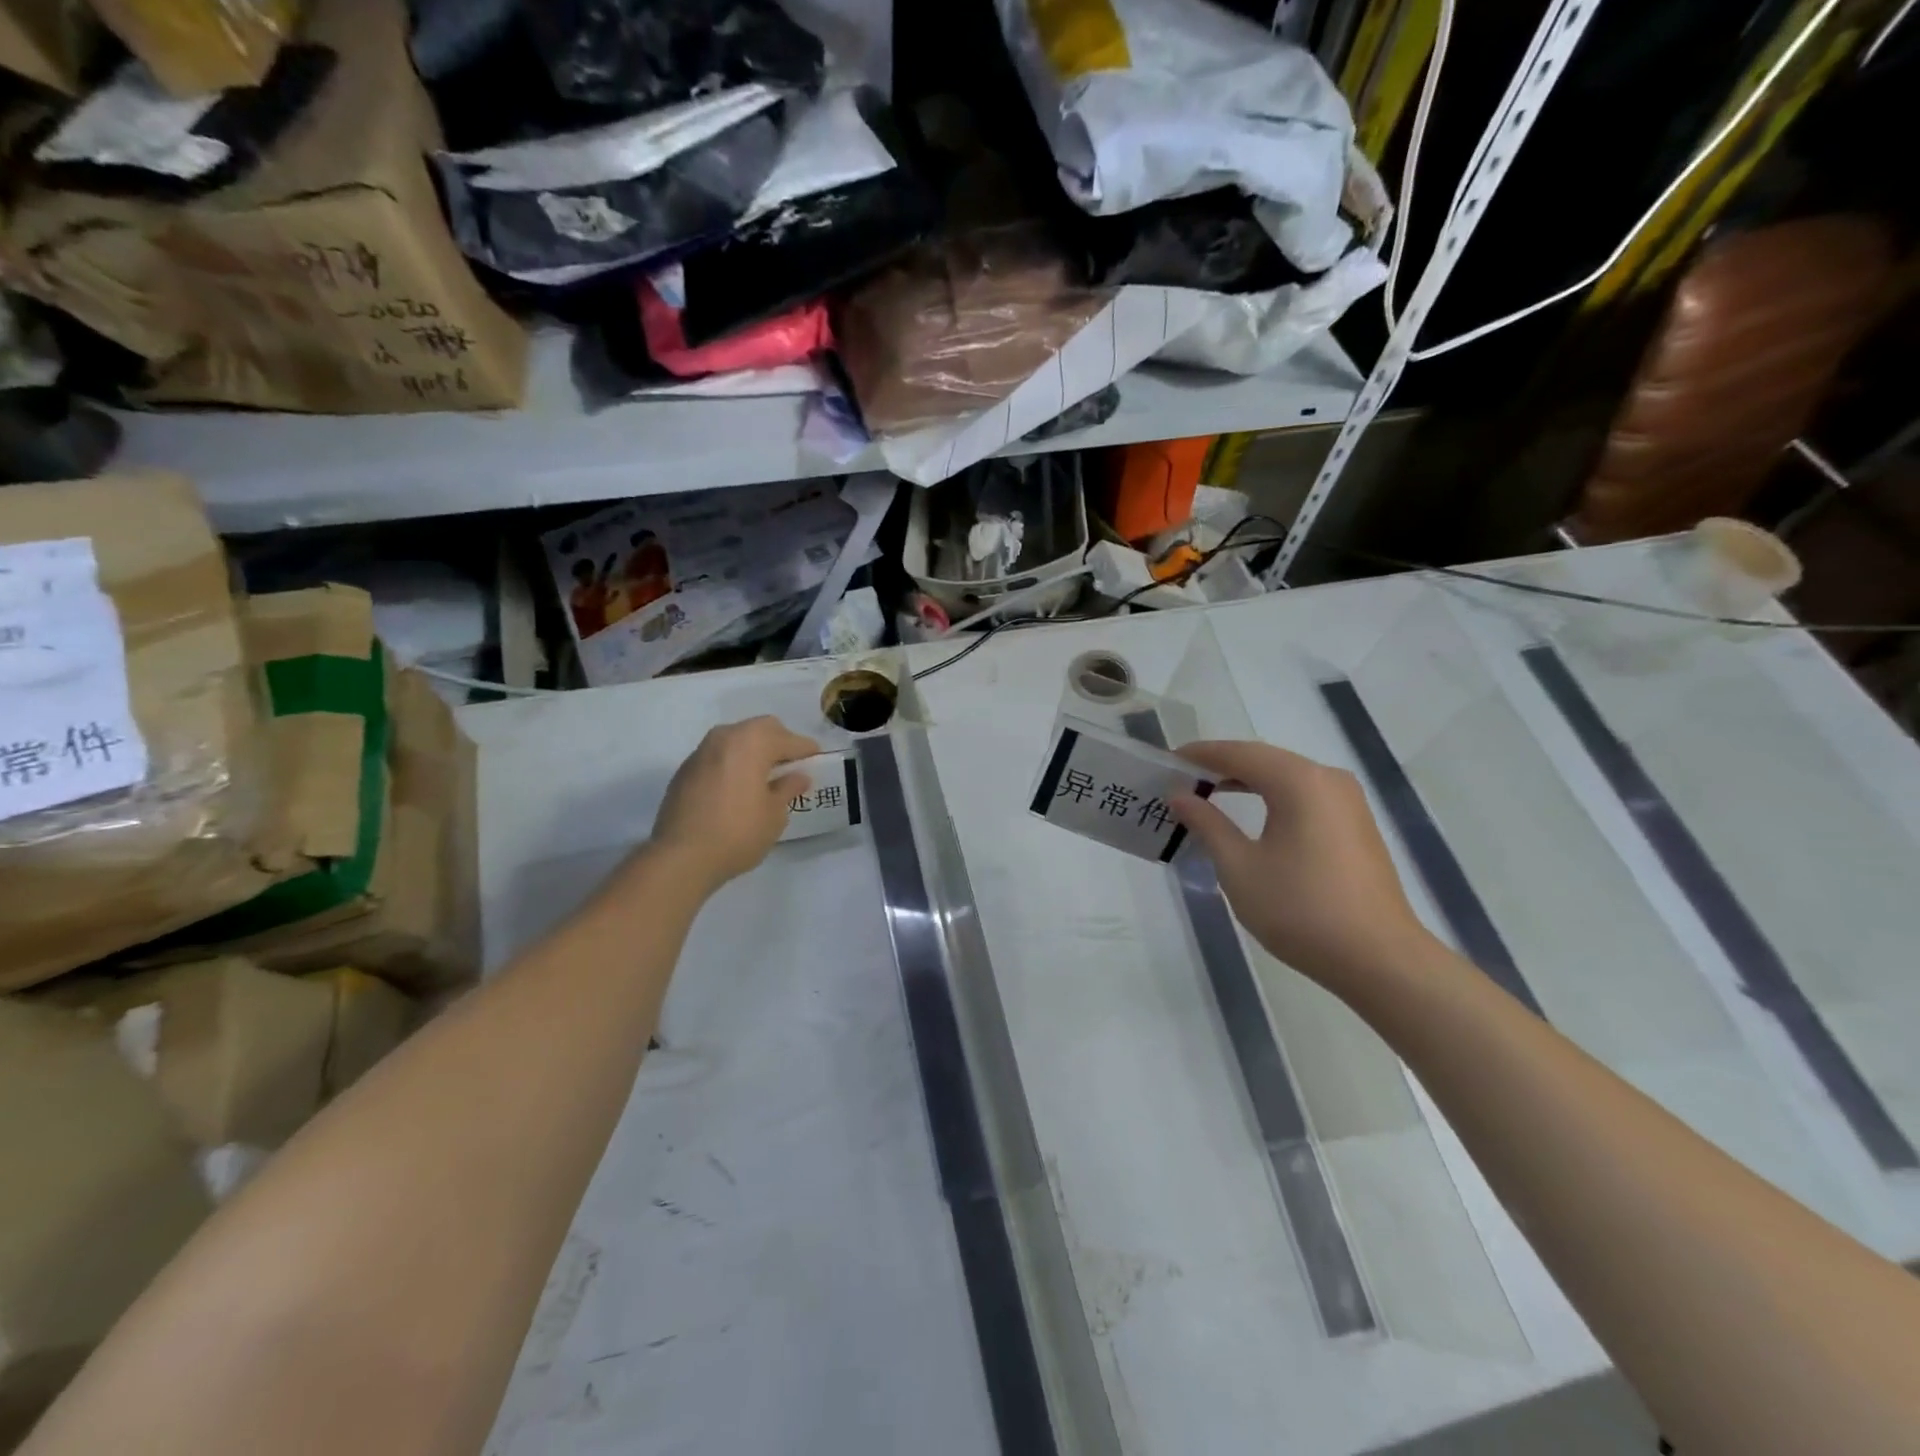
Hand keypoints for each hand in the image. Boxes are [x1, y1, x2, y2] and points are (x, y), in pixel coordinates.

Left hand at [650, 717, 820, 891]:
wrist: (681, 857)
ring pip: (736, 739)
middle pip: (761, 729)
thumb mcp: (774, 814)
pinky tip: (738, 788)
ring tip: (764, 777)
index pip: (789, 739)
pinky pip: (718, 756)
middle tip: (791, 766)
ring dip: (753, 751)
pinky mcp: (685, 771)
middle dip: (779, 742)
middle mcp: (725, 737)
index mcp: (753, 742)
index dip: (806, 750)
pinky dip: (733, 764)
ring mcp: (701, 752)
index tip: (817, 760)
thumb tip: (798, 776)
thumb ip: (788, 788)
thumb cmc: (738, 832)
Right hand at [1171, 740, 1435, 996]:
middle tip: (1182, 779)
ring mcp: (1348, 802)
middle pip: (1265, 760)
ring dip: (1246, 781)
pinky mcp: (1355, 825)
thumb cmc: (1300, 909)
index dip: (1200, 755)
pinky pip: (1304, 796)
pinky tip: (1250, 815)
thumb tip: (1180, 796)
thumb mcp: (1239, 867)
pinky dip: (1271, 797)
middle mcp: (1327, 779)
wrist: (1379, 958)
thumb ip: (1207, 824)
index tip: (1167, 762)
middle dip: (1221, 765)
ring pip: (1286, 777)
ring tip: (1208, 793)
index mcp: (1299, 782)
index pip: (1239, 754)